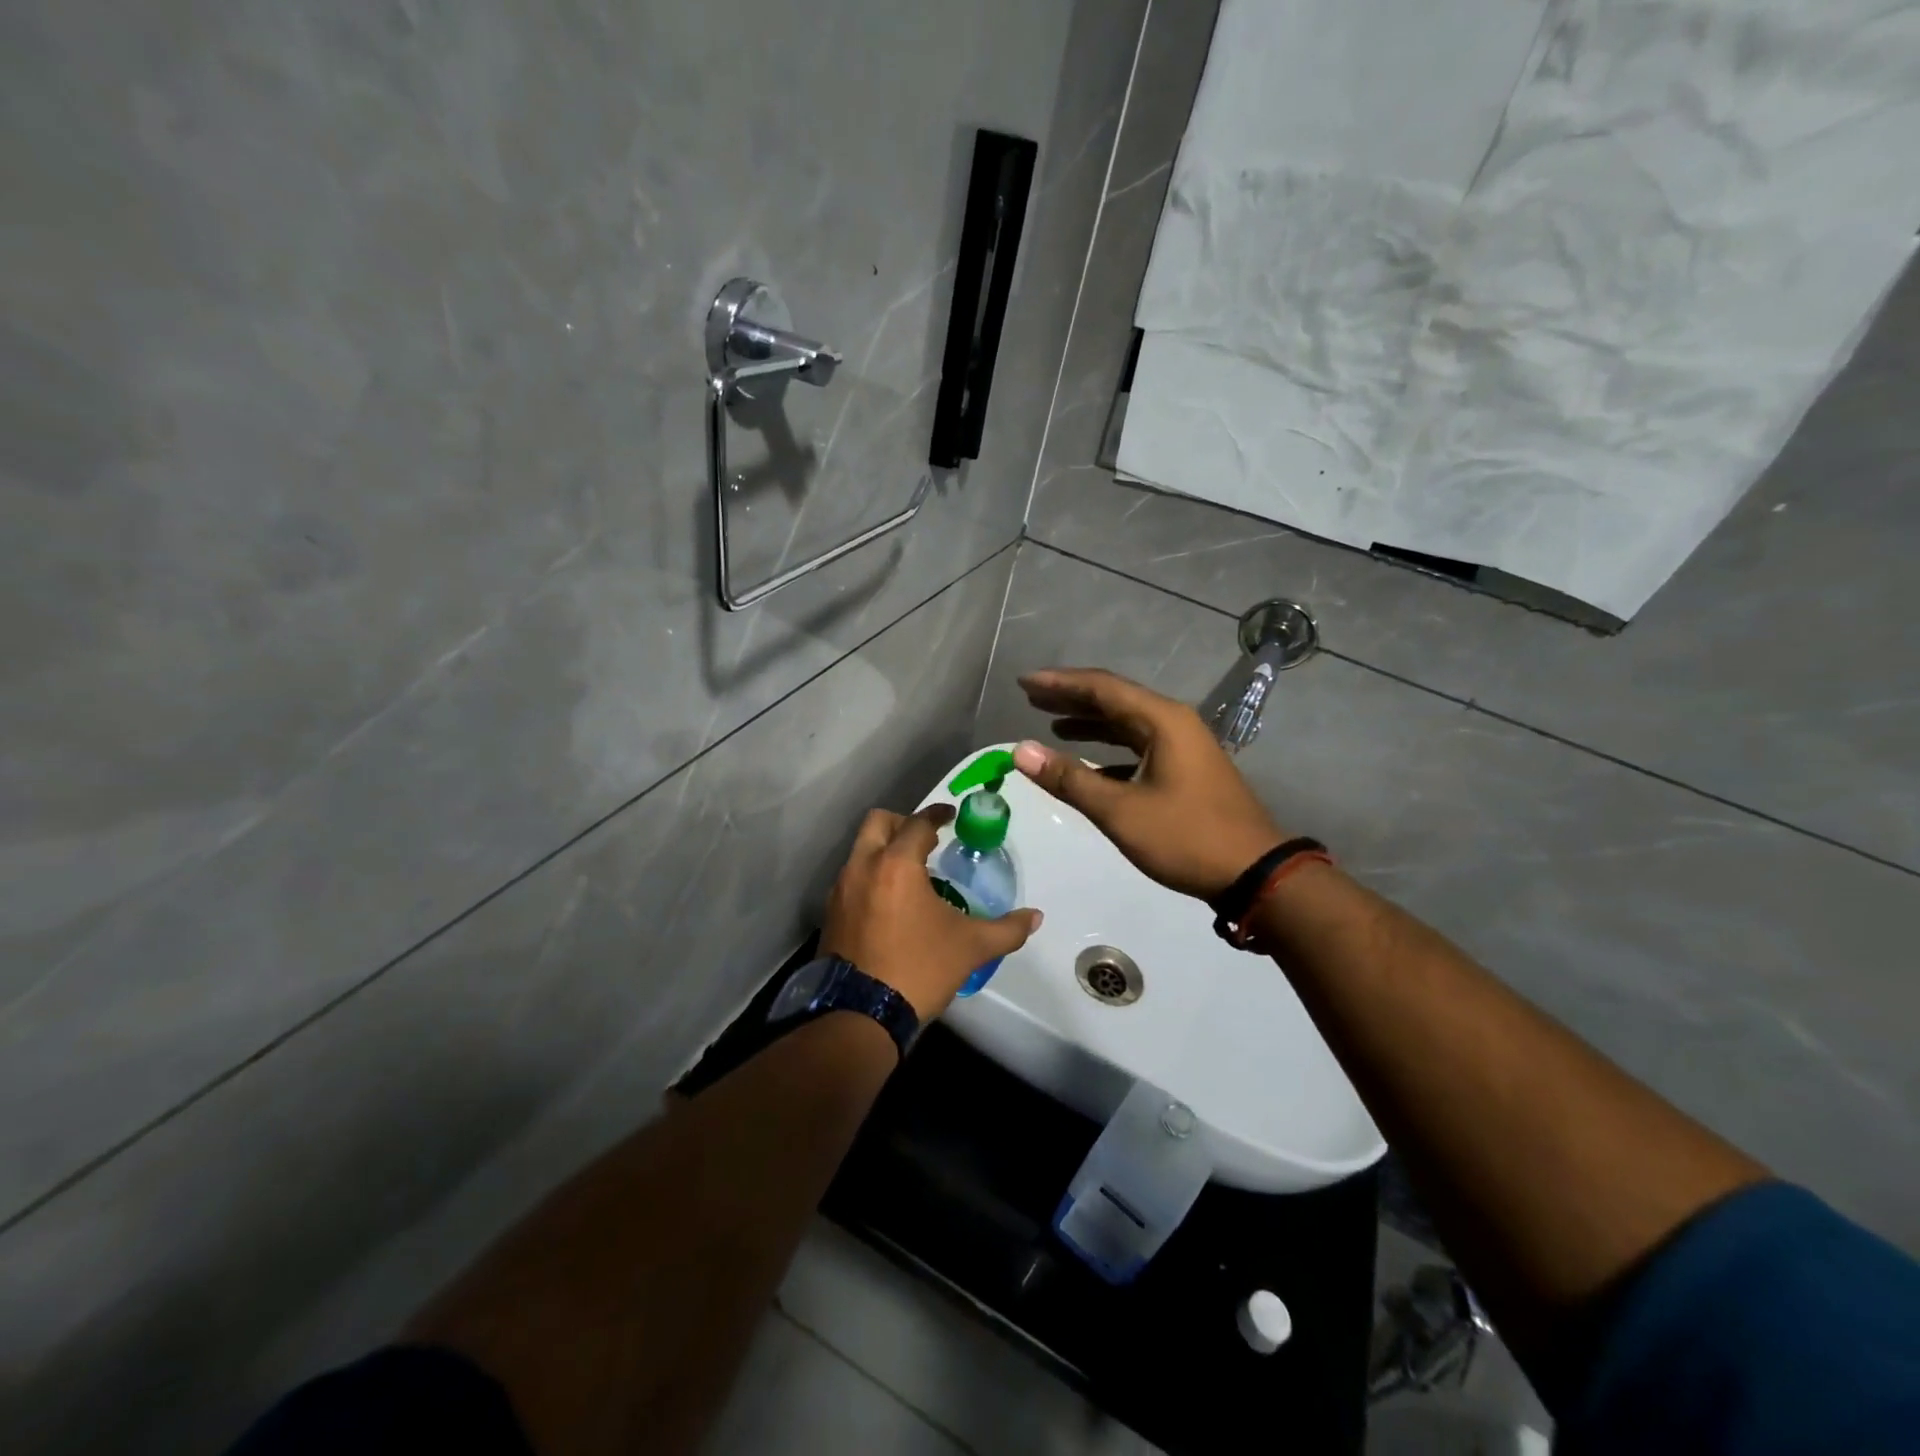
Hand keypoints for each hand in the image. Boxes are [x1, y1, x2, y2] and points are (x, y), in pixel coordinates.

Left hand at [821, 805, 1042, 1019]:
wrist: (861, 1015)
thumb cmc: (919, 969)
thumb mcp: (970, 948)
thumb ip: (1007, 929)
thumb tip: (1036, 917)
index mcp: (896, 864)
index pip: (918, 823)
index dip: (937, 814)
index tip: (951, 816)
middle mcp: (862, 867)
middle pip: (878, 823)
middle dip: (903, 823)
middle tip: (927, 840)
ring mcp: (841, 890)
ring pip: (861, 851)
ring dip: (884, 850)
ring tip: (911, 874)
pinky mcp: (831, 913)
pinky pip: (852, 878)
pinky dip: (871, 876)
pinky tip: (890, 903)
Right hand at [1013, 668, 1287, 901]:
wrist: (1254, 874)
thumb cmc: (1186, 837)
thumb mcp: (1120, 810)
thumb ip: (1070, 779)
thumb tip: (1021, 751)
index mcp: (1161, 721)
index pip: (1101, 688)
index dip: (1059, 683)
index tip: (1023, 682)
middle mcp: (1173, 723)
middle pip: (1114, 700)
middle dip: (1071, 699)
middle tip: (1031, 698)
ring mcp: (1183, 746)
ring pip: (1127, 724)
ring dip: (1090, 723)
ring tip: (1052, 725)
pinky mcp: (1186, 769)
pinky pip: (1138, 747)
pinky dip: (1109, 750)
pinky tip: (1089, 763)